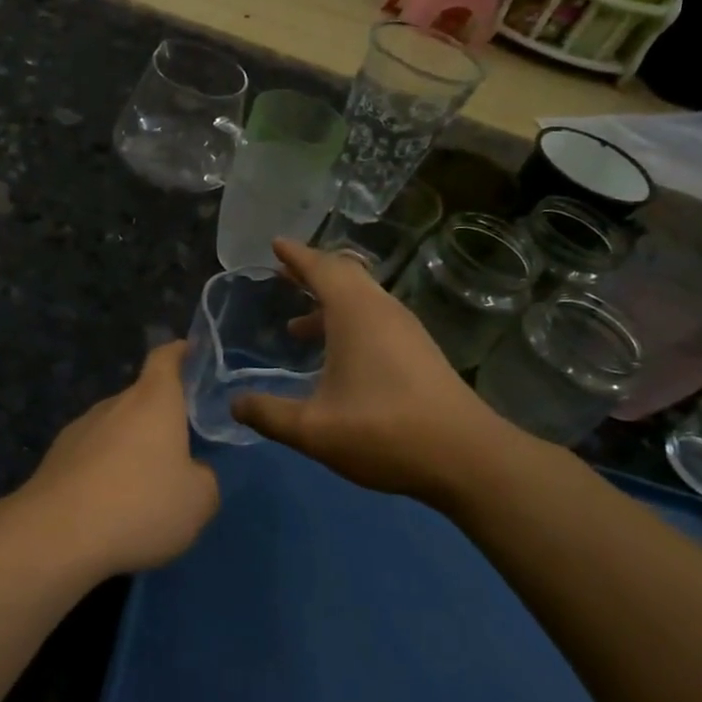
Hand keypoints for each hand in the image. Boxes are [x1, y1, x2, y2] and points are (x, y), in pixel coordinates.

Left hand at [17, 343, 219, 575]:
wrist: (55, 535)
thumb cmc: (139, 505)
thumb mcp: (198, 500)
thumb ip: (204, 478)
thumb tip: (192, 472)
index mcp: (153, 401)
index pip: (166, 358)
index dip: (180, 352)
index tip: (191, 352)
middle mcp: (113, 404)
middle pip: (141, 398)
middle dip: (160, 418)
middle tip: (181, 448)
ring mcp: (79, 430)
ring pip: (115, 429)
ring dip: (131, 448)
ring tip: (144, 488)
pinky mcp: (55, 459)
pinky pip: (91, 457)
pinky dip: (105, 472)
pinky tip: (111, 507)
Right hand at [232, 239, 523, 505]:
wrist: (466, 457)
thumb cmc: (384, 432)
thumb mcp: (313, 429)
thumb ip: (268, 414)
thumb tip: (235, 405)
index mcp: (356, 313)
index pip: (321, 268)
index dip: (295, 255)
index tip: (275, 244)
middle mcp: (382, 310)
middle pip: (345, 275)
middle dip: (312, 273)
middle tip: (283, 276)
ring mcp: (406, 330)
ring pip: (362, 299)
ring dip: (329, 303)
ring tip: (297, 326)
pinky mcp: (419, 351)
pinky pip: (375, 318)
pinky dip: (348, 322)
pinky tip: (335, 358)